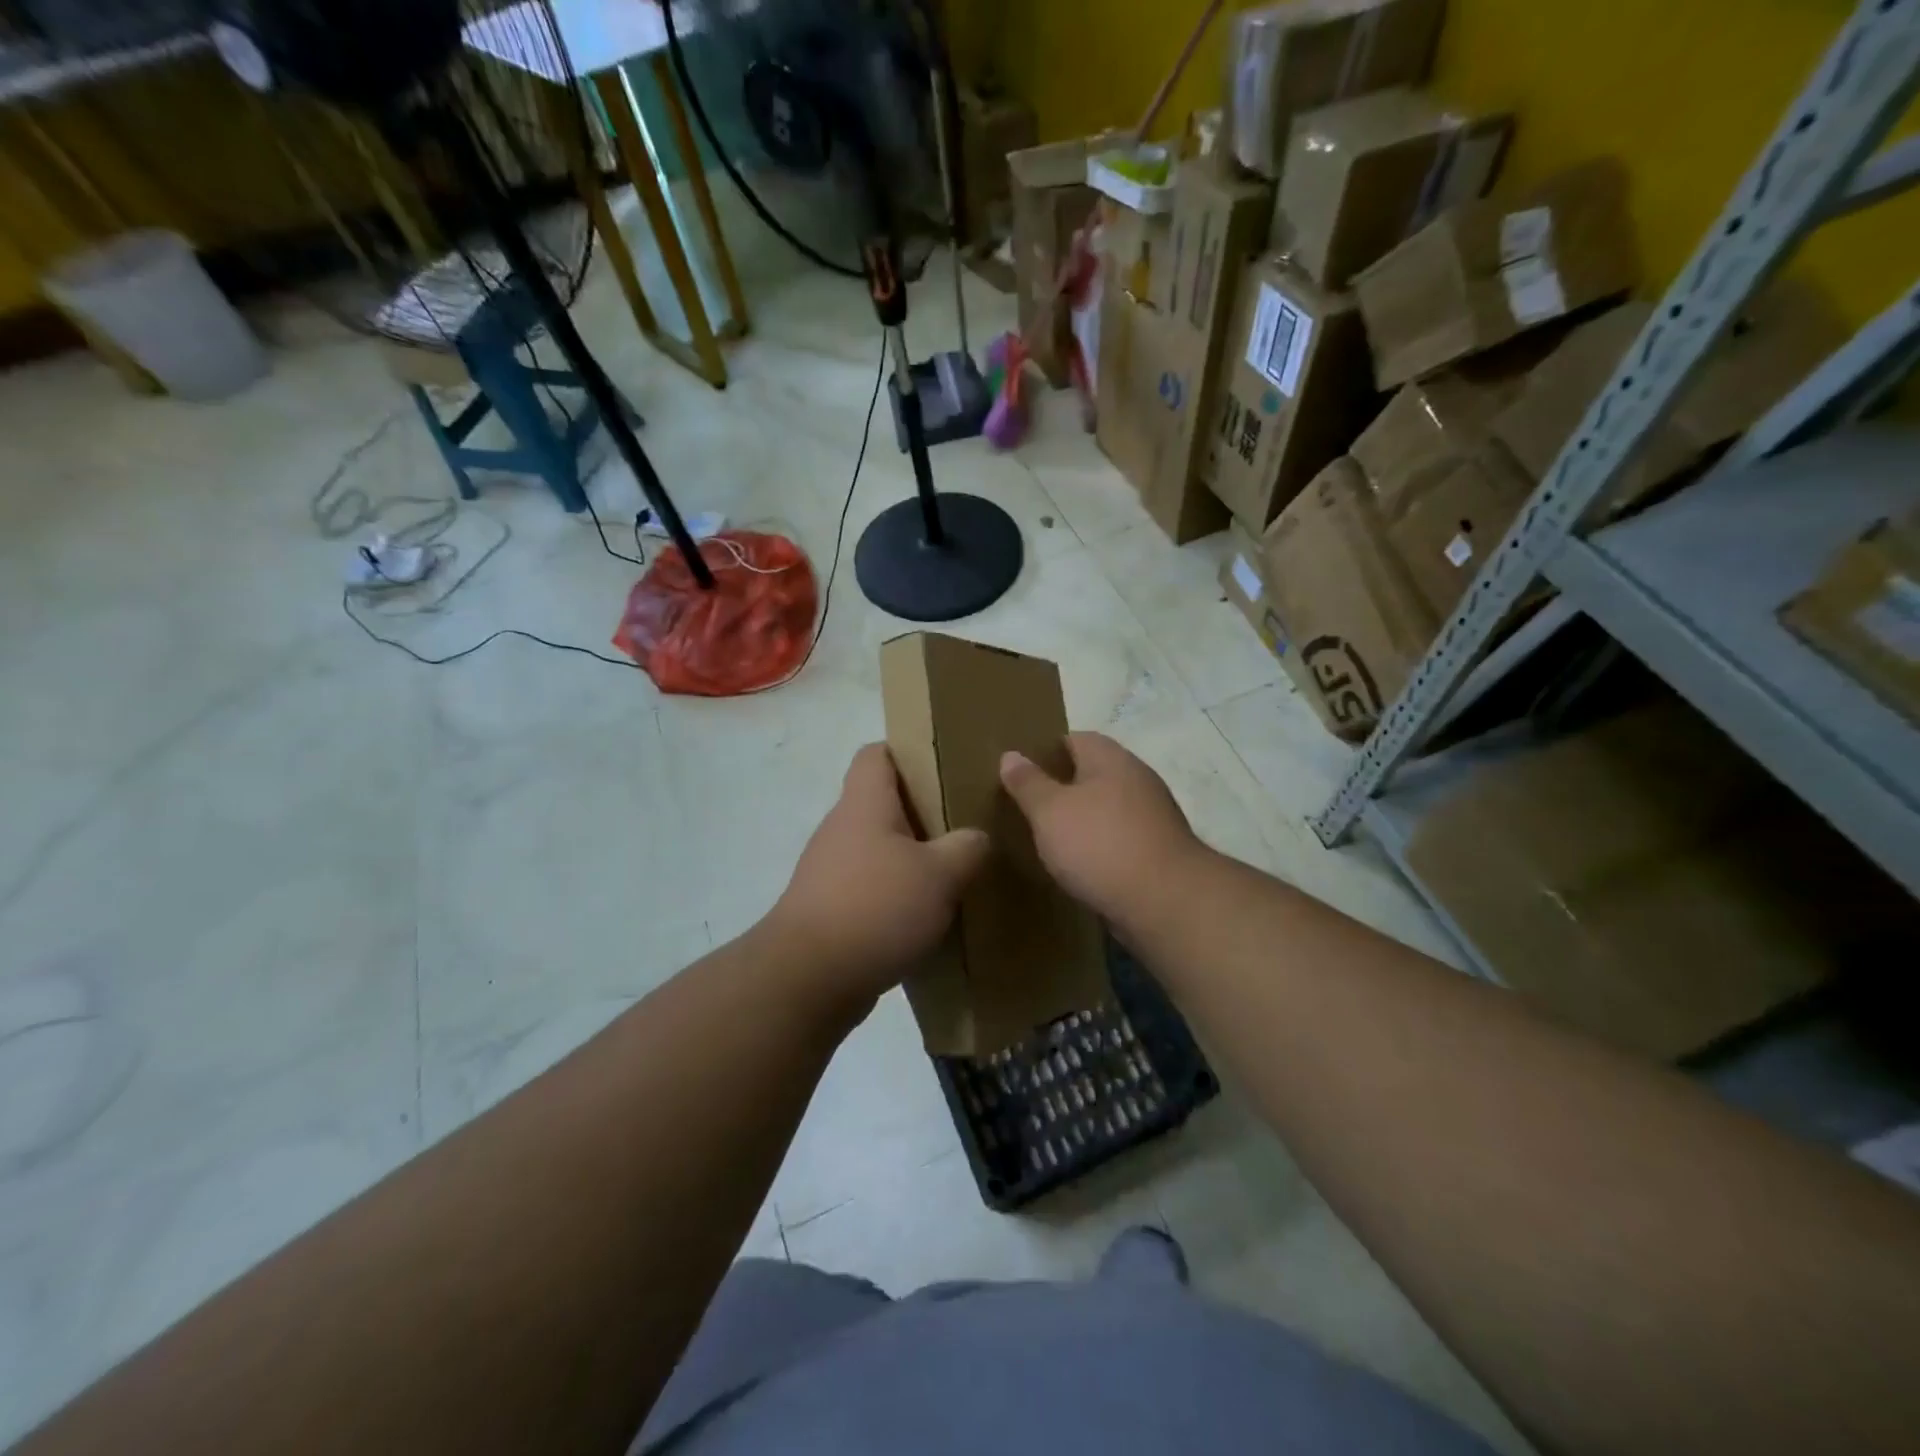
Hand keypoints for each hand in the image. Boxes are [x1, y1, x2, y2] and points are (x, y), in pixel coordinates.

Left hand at [767, 744, 989, 1008]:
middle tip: (965, 823)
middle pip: (883, 803)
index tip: (945, 767)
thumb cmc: (876, 908)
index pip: (877, 754)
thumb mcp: (940, 875)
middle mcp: (842, 829)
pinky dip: (897, 895)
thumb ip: (967, 848)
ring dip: (913, 858)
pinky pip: (871, 888)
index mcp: (864, 804)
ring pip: (879, 849)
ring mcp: (830, 871)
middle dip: (924, 811)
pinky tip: (927, 916)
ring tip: (955, 872)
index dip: (908, 751)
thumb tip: (977, 838)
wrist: (808, 979)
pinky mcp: (830, 909)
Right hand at [999, 732, 1203, 927]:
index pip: (1074, 738)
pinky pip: (1119, 838)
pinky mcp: (1158, 850)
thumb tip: (1010, 755)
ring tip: (1047, 836)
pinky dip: (1098, 846)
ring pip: (1106, 807)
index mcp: (1111, 759)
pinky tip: (1078, 864)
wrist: (1165, 902)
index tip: (1019, 770)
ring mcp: (1152, 816)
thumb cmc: (1100, 844)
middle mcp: (1137, 779)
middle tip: (1026, 804)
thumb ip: (1028, 783)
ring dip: (1081, 818)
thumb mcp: (1050, 811)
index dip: (1045, 750)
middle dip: (1062, 786)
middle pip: (1092, 772)